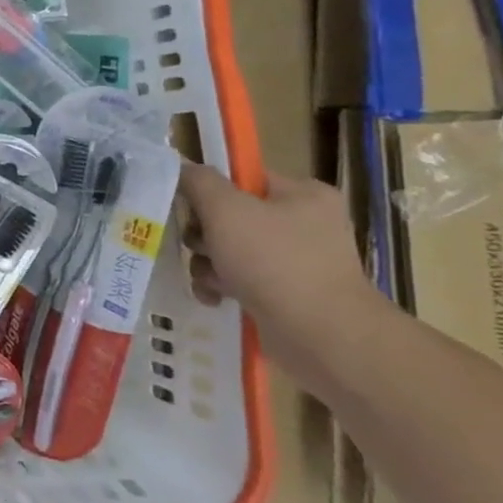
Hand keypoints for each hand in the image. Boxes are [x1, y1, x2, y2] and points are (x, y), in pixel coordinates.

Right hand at [178, 163, 381, 376]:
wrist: (321, 334)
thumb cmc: (274, 261)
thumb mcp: (226, 210)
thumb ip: (198, 182)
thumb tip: (182, 167)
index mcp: (302, 194)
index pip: (241, 180)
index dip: (209, 193)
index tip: (189, 210)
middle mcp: (305, 223)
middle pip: (230, 216)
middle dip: (204, 236)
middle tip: (200, 247)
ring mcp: (298, 260)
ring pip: (229, 250)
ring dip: (208, 264)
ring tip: (211, 280)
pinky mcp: (287, 293)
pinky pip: (239, 279)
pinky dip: (221, 287)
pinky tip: (215, 298)